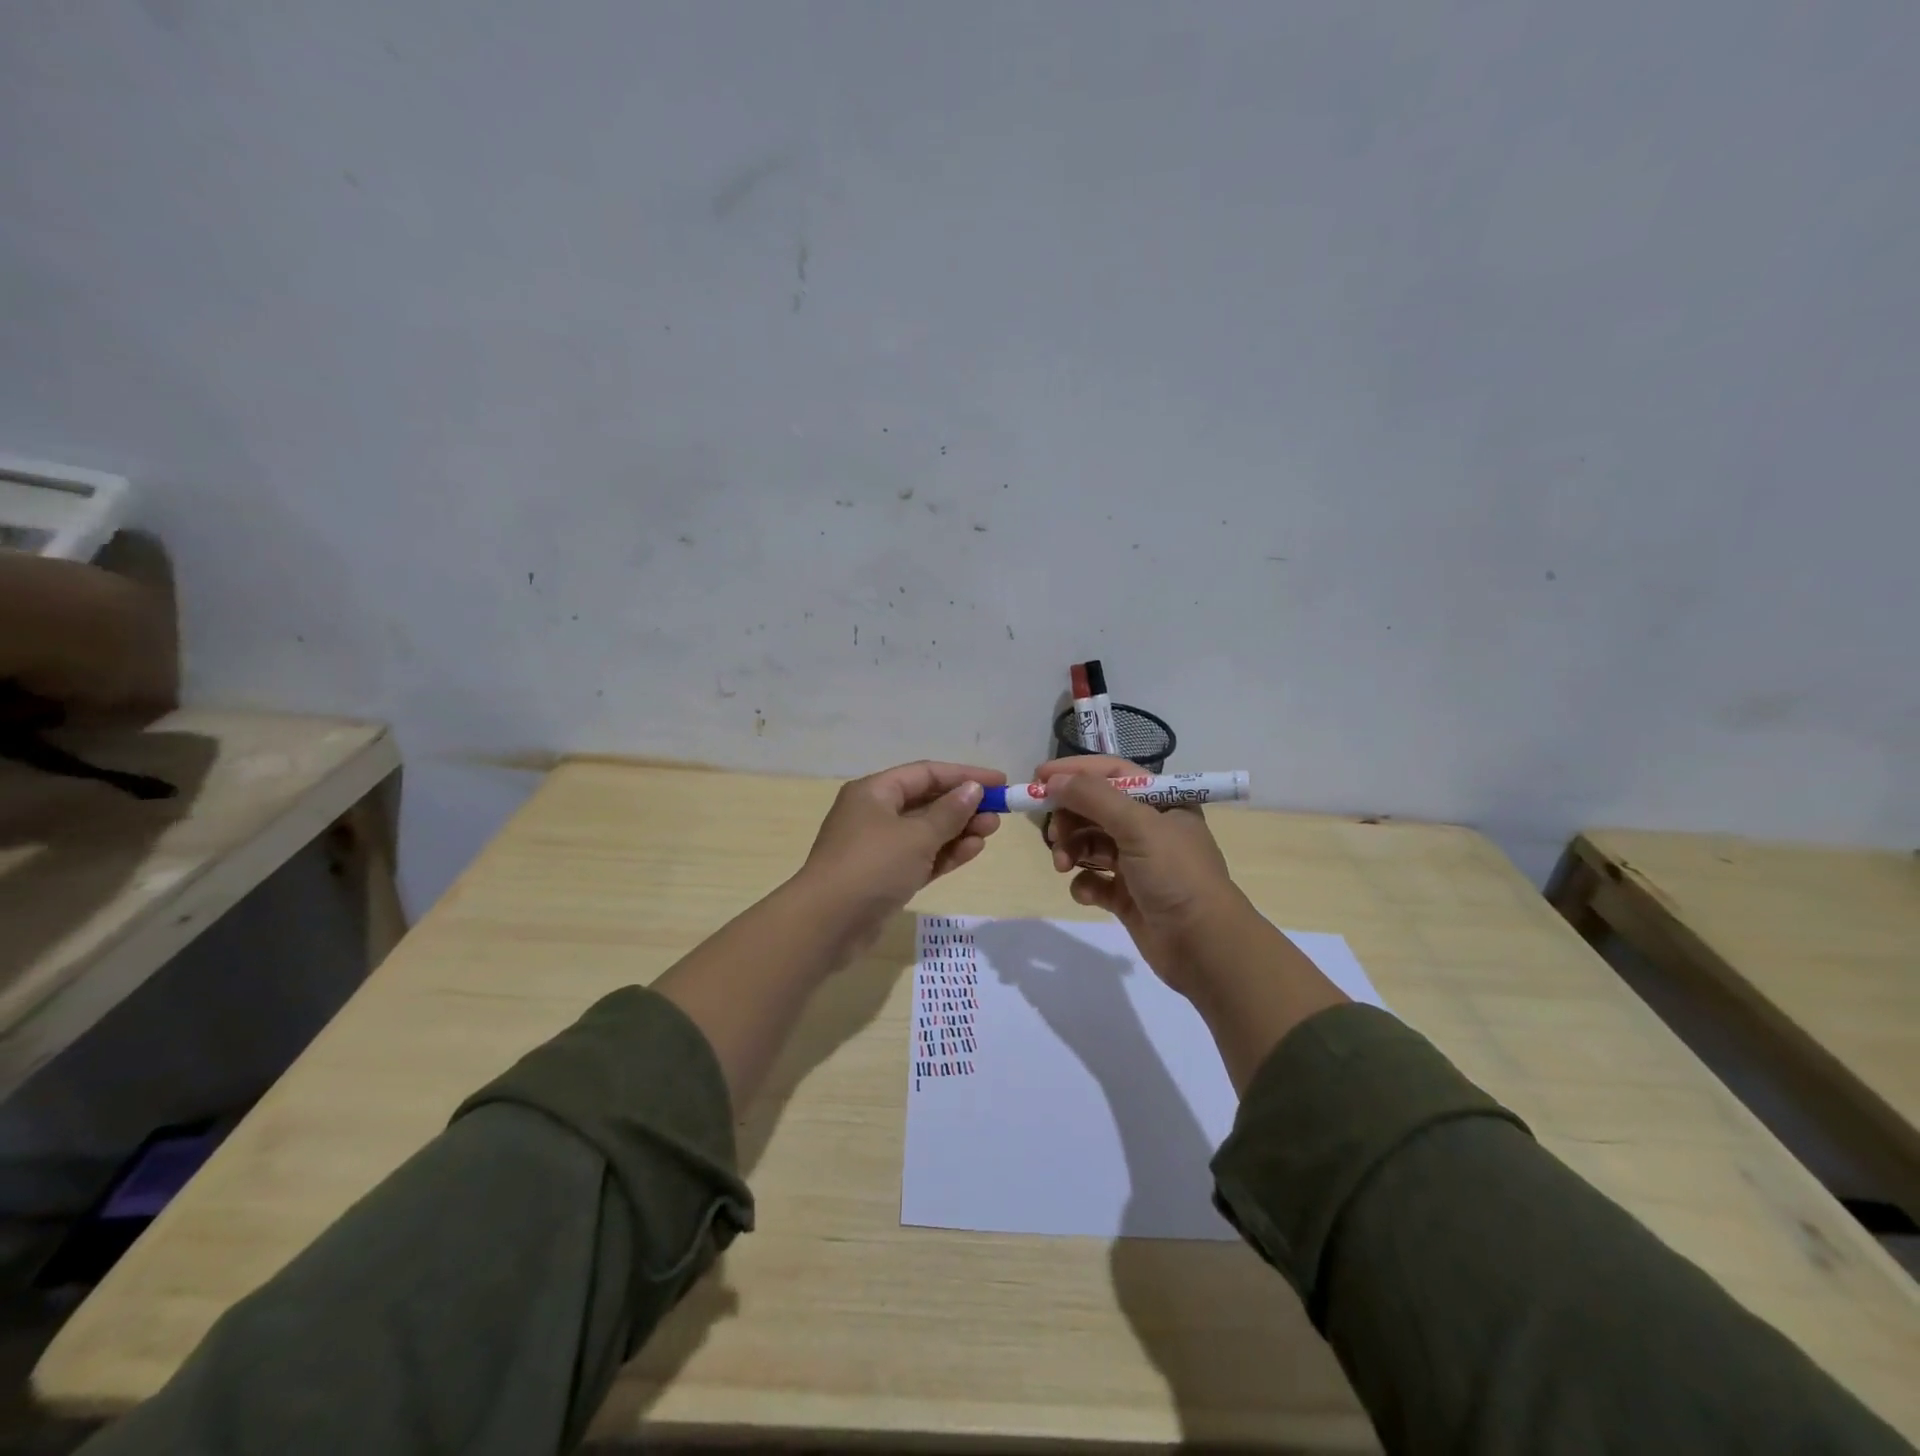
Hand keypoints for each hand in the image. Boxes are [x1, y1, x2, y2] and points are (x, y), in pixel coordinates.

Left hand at [798, 760, 1005, 937]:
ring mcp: (879, 847)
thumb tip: (972, 790)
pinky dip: (946, 853)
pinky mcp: (885, 877)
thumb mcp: (916, 835)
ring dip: (959, 830)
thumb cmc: (872, 866)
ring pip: (926, 831)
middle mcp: (875, 814)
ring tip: (992, 830)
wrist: (827, 924)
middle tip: (999, 812)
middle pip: (927, 801)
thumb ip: (949, 813)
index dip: (964, 775)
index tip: (999, 781)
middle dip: (963, 805)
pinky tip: (974, 850)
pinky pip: (922, 857)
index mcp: (875, 792)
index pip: (926, 773)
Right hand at [1037, 755, 1246, 993]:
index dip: (1075, 772)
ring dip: (1071, 850)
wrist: (1205, 947)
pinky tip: (1087, 894)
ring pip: (1090, 844)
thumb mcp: (1139, 826)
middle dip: (1069, 818)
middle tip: (1053, 833)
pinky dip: (1085, 884)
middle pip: (1095, 808)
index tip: (1039, 778)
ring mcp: (1138, 863)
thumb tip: (1052, 780)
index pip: (1112, 773)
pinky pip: (1094, 880)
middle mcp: (1150, 827)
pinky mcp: (1127, 895)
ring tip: (1063, 865)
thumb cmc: (1177, 875)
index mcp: (1162, 802)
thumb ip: (1094, 797)